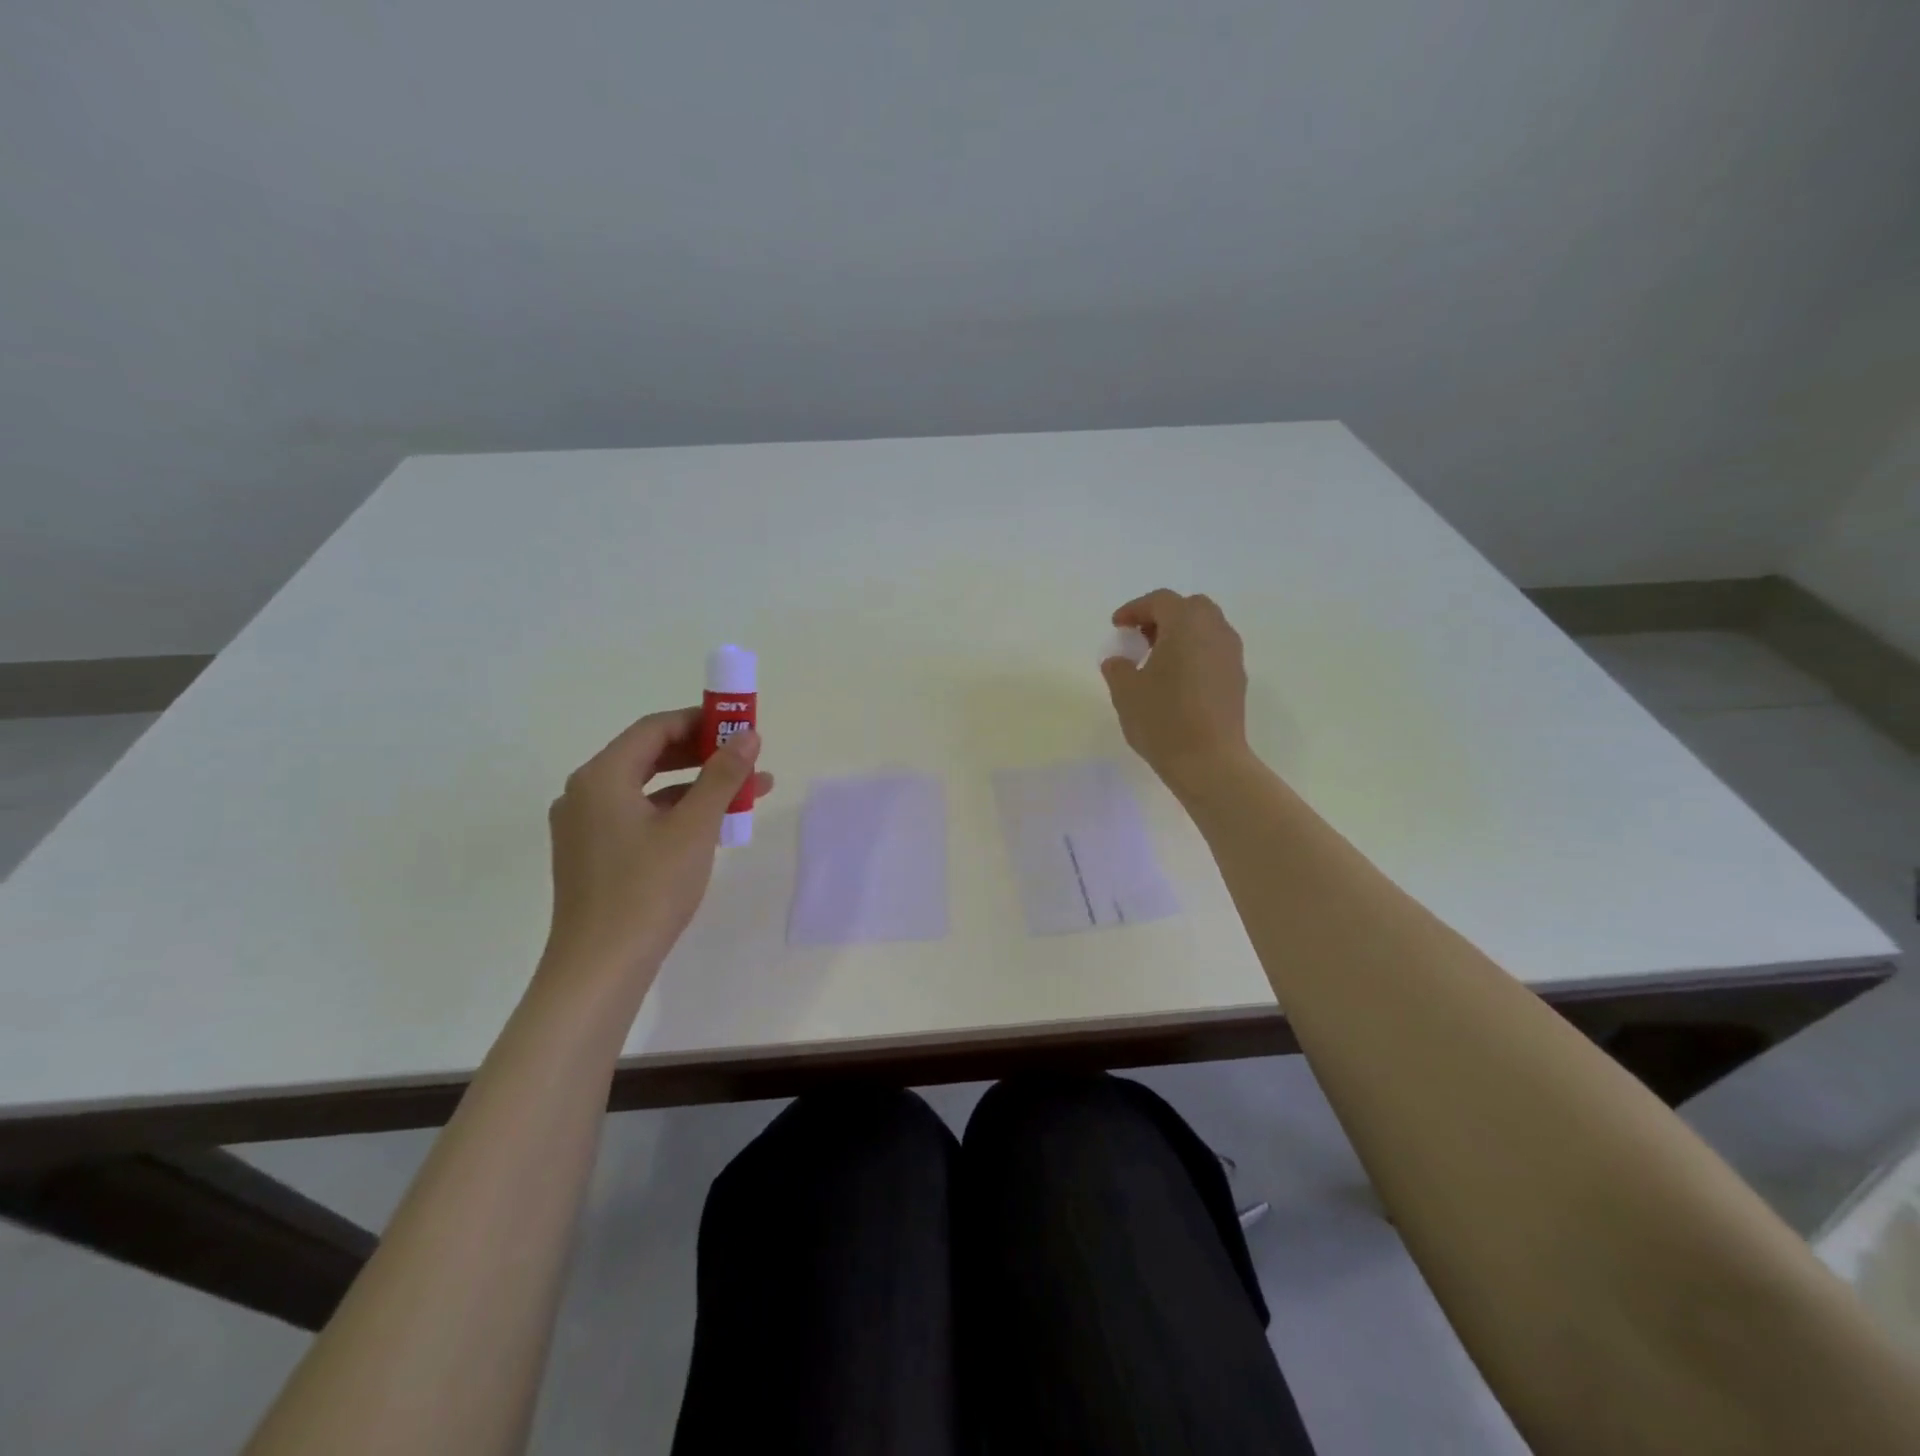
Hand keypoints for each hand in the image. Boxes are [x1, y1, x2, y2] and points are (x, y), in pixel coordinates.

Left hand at [541, 708, 773, 988]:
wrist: (601, 967)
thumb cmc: (649, 889)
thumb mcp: (695, 827)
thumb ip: (722, 776)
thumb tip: (748, 735)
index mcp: (601, 776)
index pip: (654, 729)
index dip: (700, 721)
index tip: (740, 726)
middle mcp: (585, 792)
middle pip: (649, 755)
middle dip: (703, 754)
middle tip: (747, 758)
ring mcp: (585, 826)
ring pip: (648, 789)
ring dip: (696, 786)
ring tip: (747, 792)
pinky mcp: (593, 854)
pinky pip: (639, 816)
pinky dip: (676, 812)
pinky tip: (713, 825)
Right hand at [1101, 589, 1250, 791]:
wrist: (1209, 761)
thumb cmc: (1163, 719)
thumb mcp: (1126, 692)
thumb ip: (1118, 668)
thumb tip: (1119, 661)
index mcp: (1186, 625)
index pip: (1160, 602)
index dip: (1135, 609)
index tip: (1117, 626)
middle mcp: (1215, 631)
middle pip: (1190, 608)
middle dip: (1163, 617)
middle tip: (1140, 638)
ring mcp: (1231, 655)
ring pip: (1206, 629)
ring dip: (1181, 635)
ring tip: (1157, 660)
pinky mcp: (1237, 679)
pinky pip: (1213, 652)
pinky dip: (1194, 654)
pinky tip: (1176, 680)